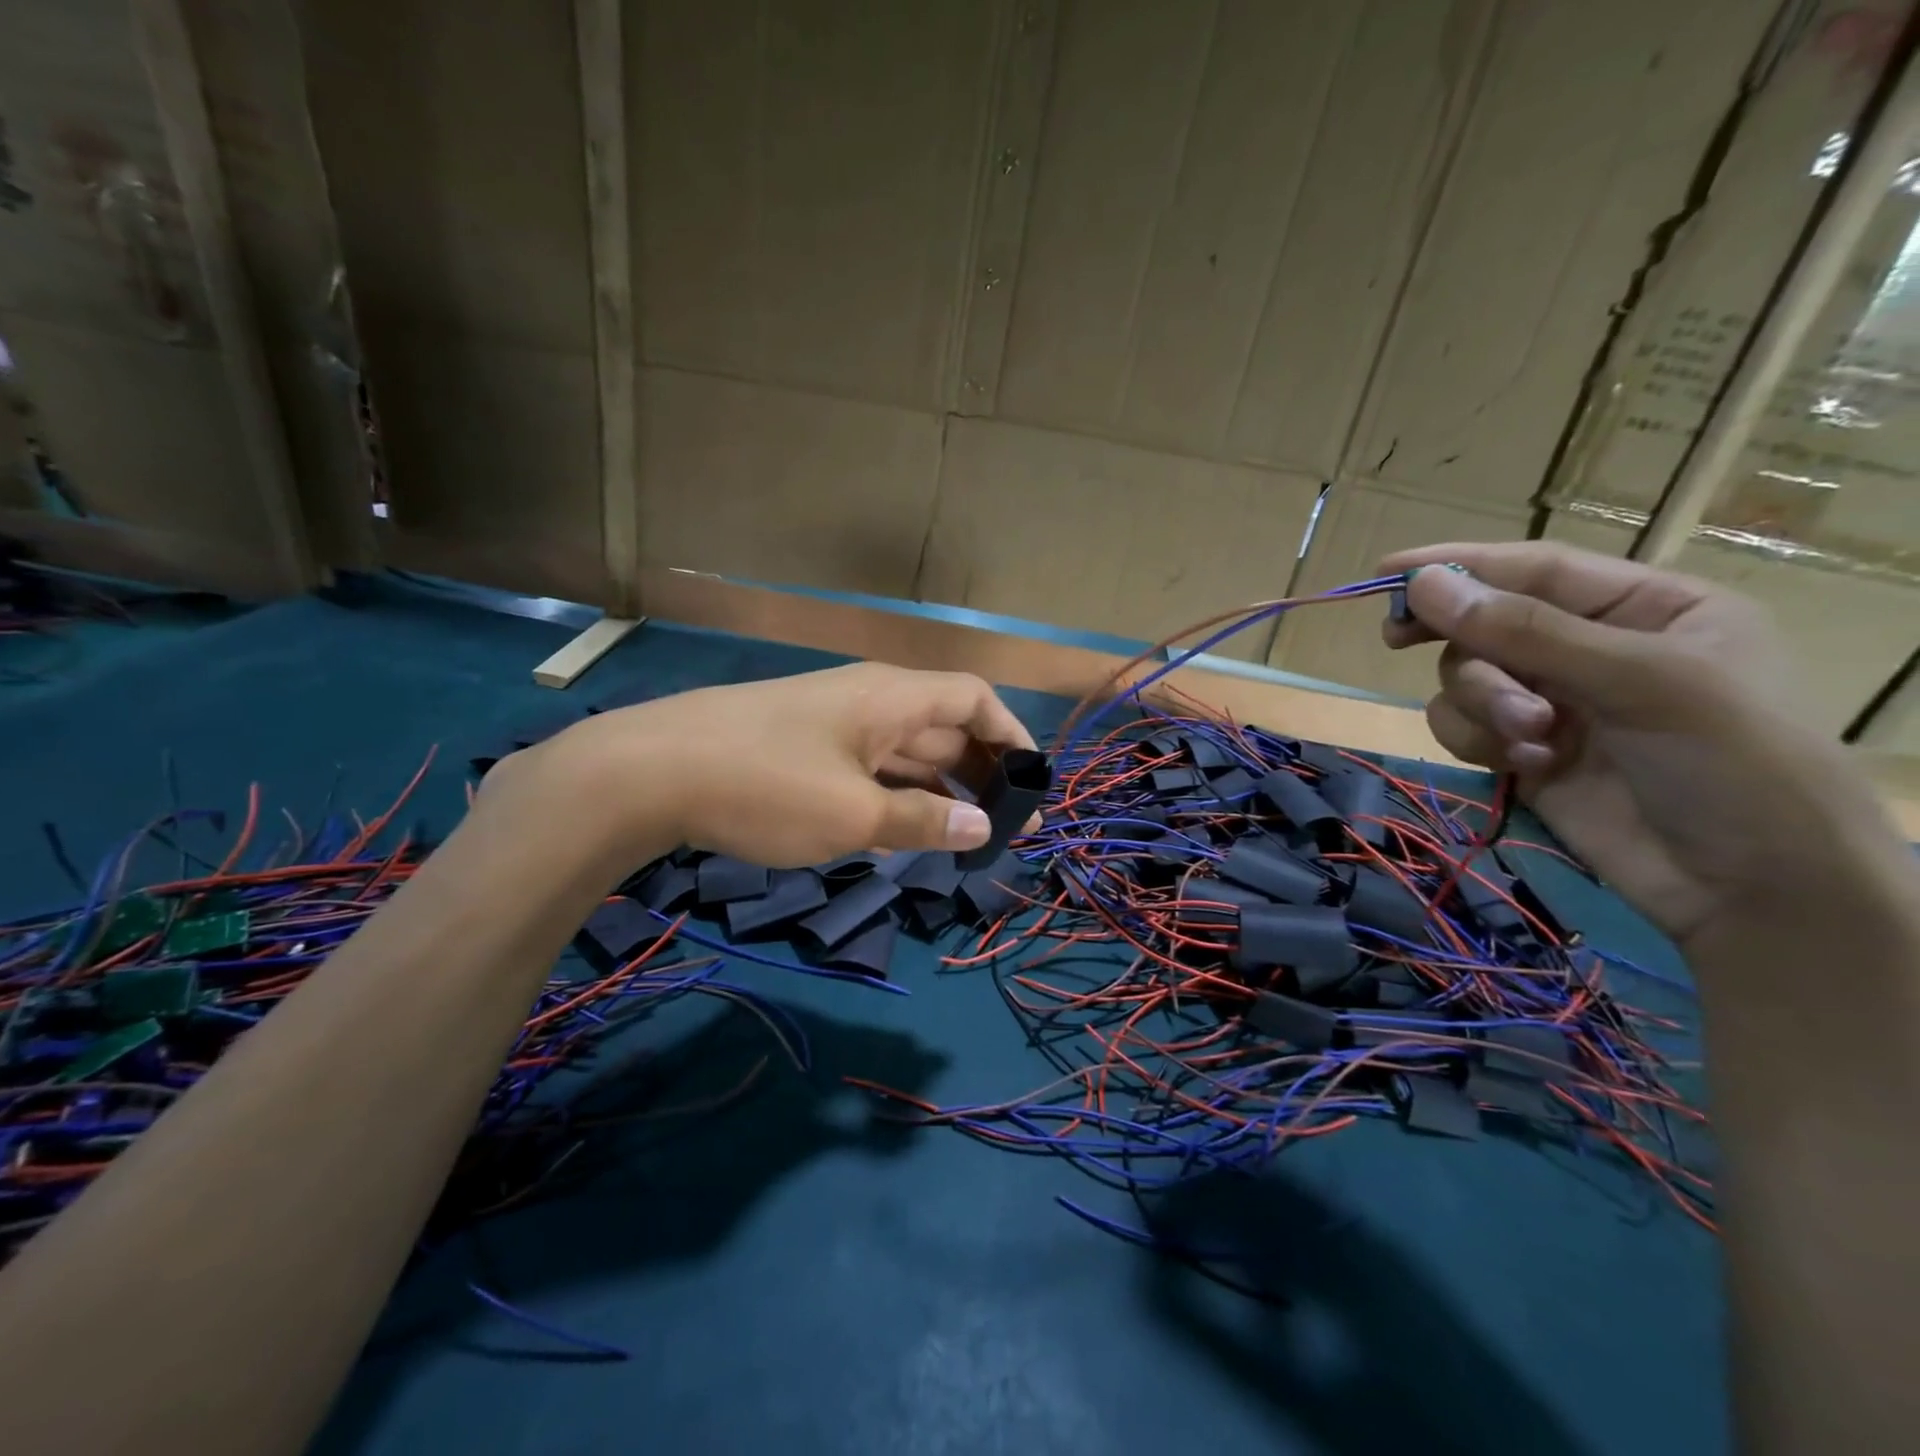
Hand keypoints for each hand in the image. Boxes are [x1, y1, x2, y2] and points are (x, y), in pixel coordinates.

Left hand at [520, 662, 1037, 868]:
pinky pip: (870, 769)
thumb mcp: (853, 814)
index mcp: (892, 698)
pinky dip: (897, 797)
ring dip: (939, 791)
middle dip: (981, 774)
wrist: (648, 772)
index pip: (973, 699)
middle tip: (1007, 827)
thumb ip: (922, 822)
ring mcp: (833, 726)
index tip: (1031, 783)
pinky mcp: (803, 750)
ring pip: (905, 754)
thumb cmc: (766, 785)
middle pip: (944, 728)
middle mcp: (870, 702)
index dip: (1011, 735)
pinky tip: (904, 833)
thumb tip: (980, 828)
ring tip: (966, 838)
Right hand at [1379, 541, 1897, 945]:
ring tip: (1531, 738)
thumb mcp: (1640, 681)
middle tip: (1396, 637)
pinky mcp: (1524, 750)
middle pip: (1487, 624)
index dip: (1460, 566)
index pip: (1535, 569)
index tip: (1387, 574)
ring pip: (1467, 678)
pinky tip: (1526, 764)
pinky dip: (1479, 741)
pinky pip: (1465, 726)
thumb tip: (1423, 585)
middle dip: (1464, 645)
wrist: (1750, 892)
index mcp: (1646, 608)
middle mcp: (1593, 649)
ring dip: (1482, 704)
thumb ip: (1526, 630)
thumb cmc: (1731, 766)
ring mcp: (1556, 703)